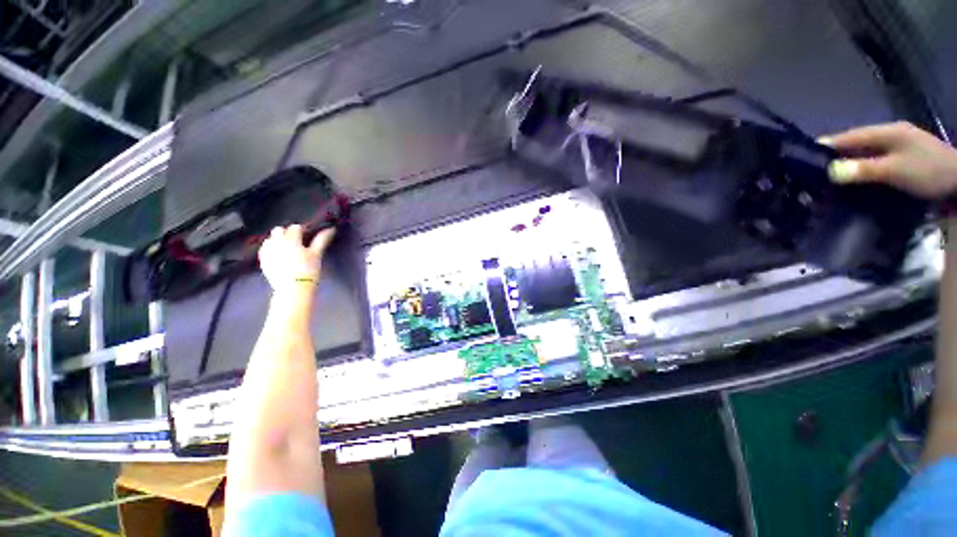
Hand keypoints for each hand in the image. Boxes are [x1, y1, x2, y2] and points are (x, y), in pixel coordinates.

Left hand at [258, 225, 335, 292]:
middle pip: (279, 230)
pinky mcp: (263, 260)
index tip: (308, 237)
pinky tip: (279, 256)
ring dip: (278, 240)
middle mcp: (276, 241)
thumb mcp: (317, 254)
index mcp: (291, 239)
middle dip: (287, 233)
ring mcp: (268, 251)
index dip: (303, 231)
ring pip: (271, 239)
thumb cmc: (308, 270)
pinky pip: (265, 249)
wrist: (293, 288)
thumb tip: (331, 229)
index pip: (295, 228)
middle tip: (297, 243)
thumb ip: (322, 240)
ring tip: (287, 249)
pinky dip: (271, 249)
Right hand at [821, 121, 956, 199]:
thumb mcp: (895, 170)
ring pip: (864, 152)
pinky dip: (861, 169)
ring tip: (828, 177)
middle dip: (834, 155)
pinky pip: (874, 161)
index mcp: (886, 131)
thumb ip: (863, 169)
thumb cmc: (928, 171)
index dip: (826, 144)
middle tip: (811, 171)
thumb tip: (829, 171)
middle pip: (855, 143)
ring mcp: (898, 146)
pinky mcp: (903, 159)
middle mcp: (890, 134)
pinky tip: (854, 179)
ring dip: (847, 163)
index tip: (802, 156)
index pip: (848, 136)